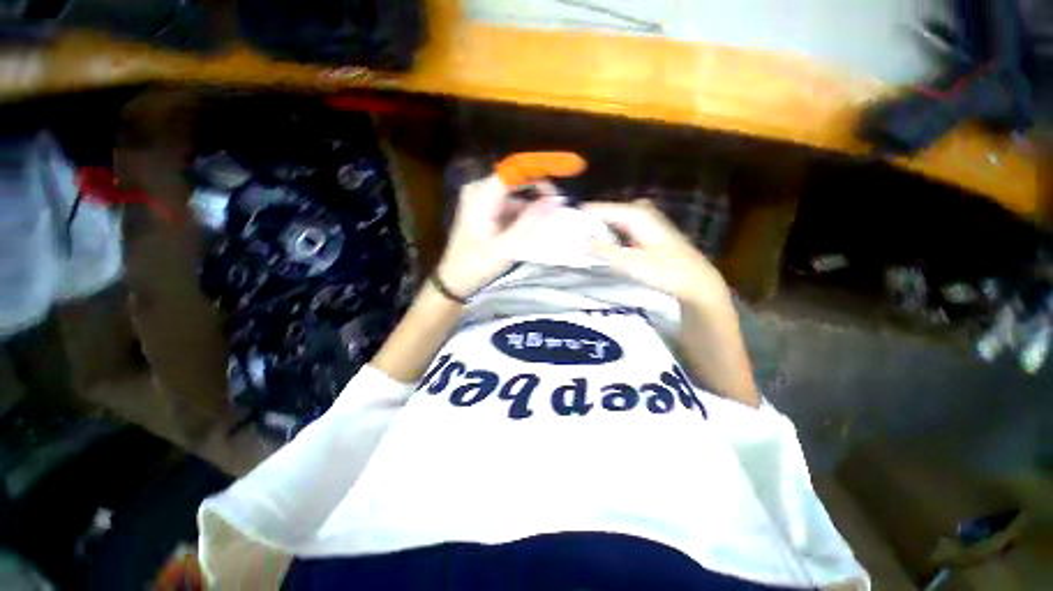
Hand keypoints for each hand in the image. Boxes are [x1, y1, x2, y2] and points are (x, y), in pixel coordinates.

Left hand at [436, 175, 561, 296]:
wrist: (454, 279)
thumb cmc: (478, 264)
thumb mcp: (508, 245)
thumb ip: (532, 219)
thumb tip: (556, 199)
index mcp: (482, 194)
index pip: (516, 169)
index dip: (541, 167)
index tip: (565, 172)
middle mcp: (479, 189)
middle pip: (515, 177)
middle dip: (539, 186)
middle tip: (559, 201)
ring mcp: (479, 197)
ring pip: (513, 190)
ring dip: (532, 199)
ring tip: (551, 211)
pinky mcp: (482, 207)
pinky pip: (507, 201)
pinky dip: (522, 208)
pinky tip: (535, 218)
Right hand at [583, 199, 729, 307]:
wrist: (696, 281)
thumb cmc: (666, 272)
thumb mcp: (631, 263)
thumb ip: (603, 250)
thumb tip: (578, 238)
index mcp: (634, 213)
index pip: (596, 209)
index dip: (578, 219)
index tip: (560, 231)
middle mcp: (638, 209)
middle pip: (602, 213)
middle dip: (586, 227)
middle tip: (569, 243)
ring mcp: (642, 217)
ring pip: (609, 221)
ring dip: (595, 233)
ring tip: (579, 246)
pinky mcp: (643, 228)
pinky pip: (617, 227)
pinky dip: (606, 236)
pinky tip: (599, 248)